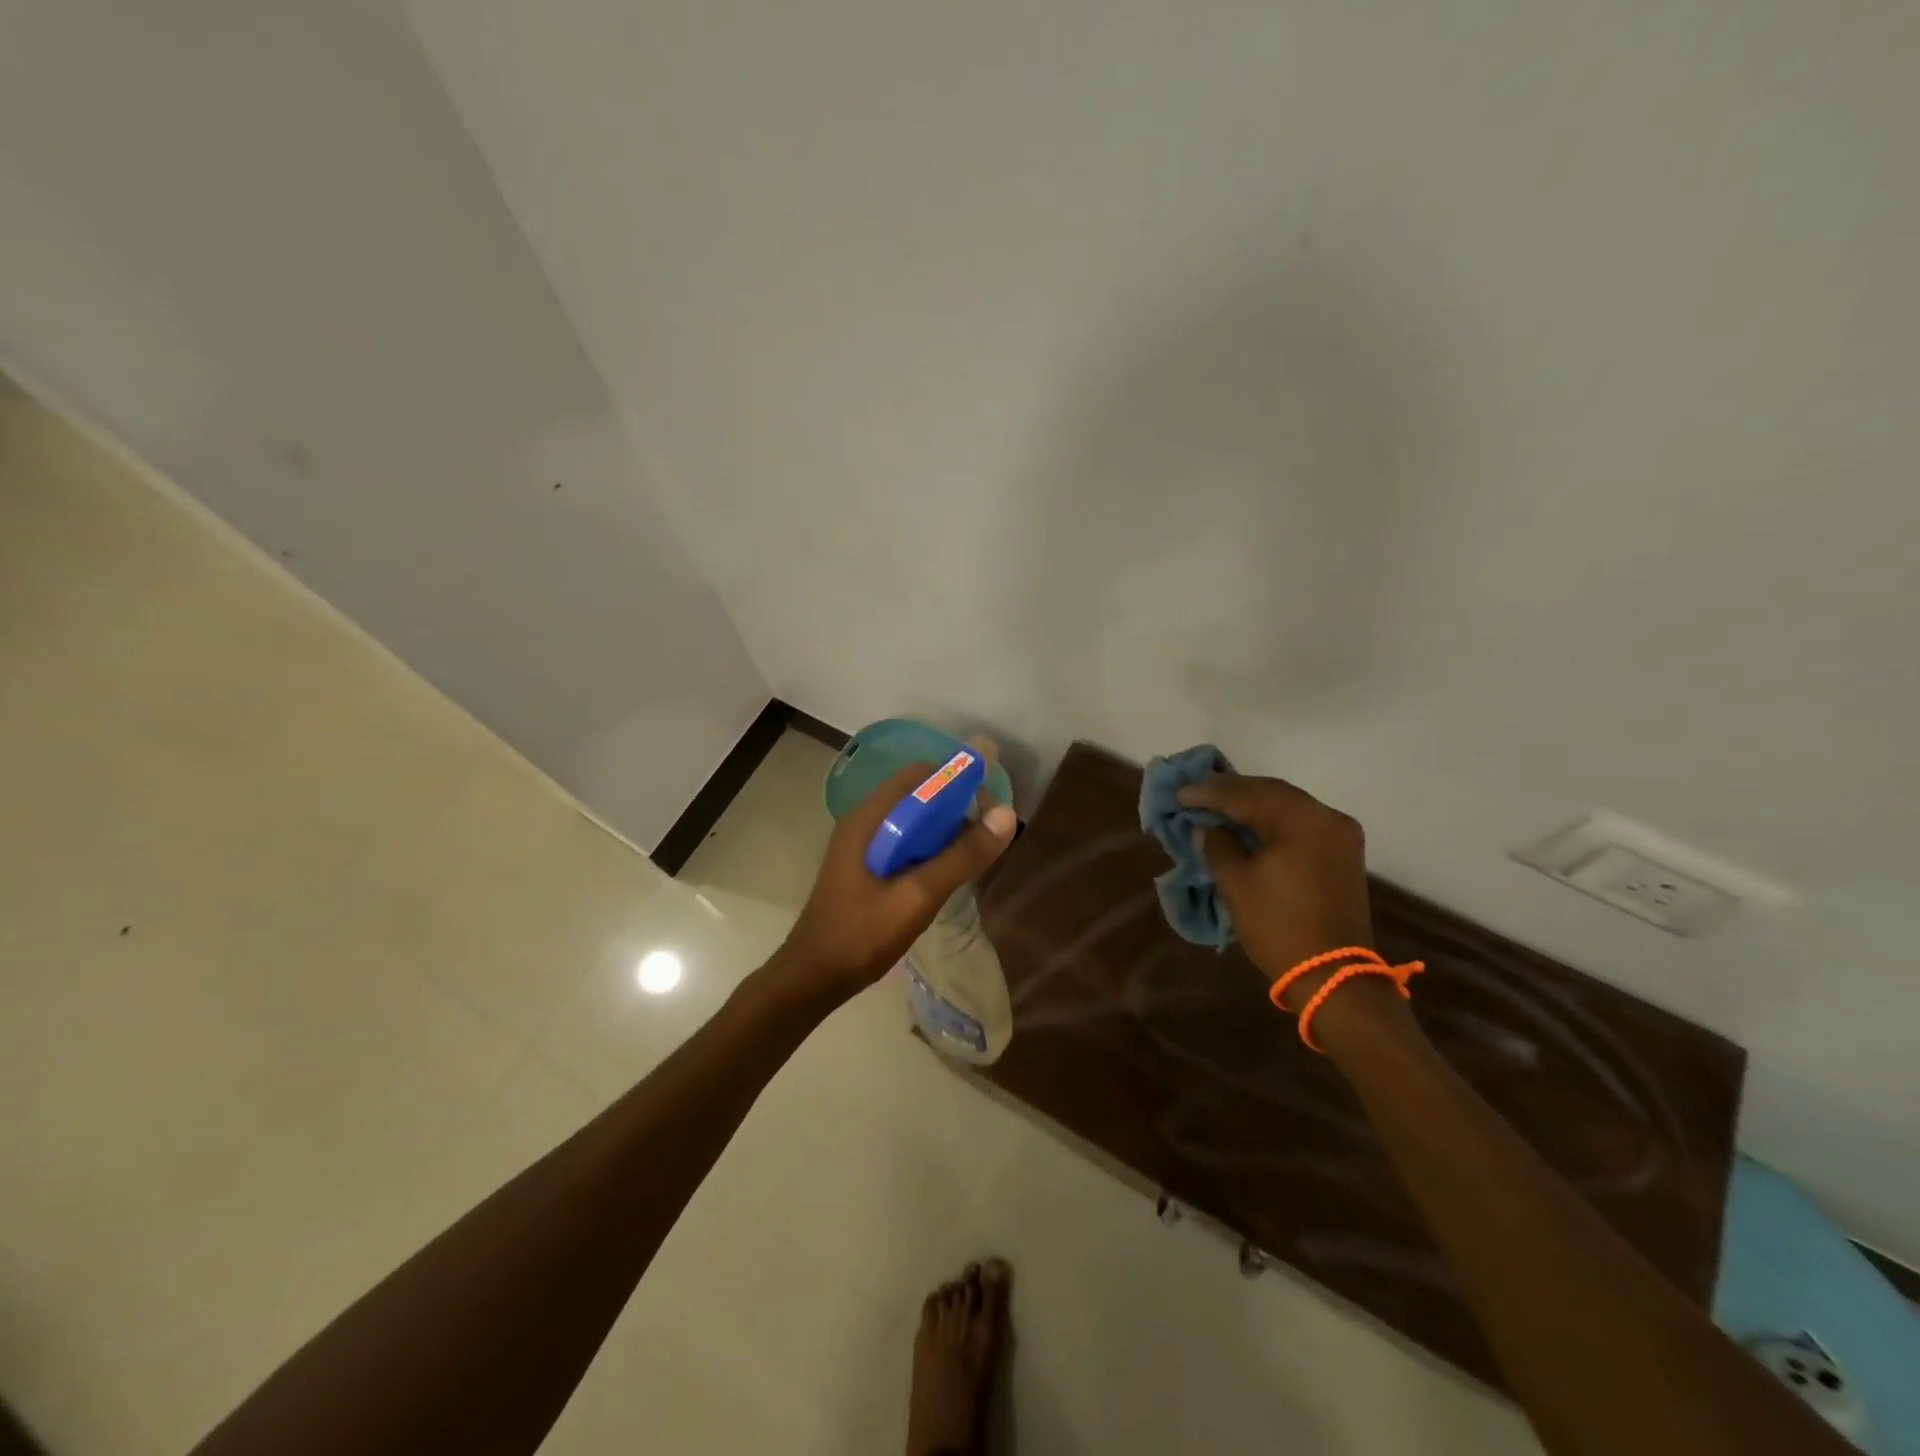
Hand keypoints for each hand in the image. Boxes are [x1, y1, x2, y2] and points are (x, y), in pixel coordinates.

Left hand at [777, 762, 1018, 997]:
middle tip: (985, 839)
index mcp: (870, 817)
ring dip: (944, 830)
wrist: (813, 977)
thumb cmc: (862, 935)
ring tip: (971, 858)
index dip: (960, 784)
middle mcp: (864, 820)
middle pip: (919, 795)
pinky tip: (945, 874)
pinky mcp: (865, 864)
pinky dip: (929, 847)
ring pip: (913, 820)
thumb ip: (961, 855)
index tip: (990, 812)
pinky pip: (904, 841)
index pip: (922, 775)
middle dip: (956, 809)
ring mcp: (862, 843)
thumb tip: (1007, 815)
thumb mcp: (918, 895)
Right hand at [1177, 774, 1374, 1010]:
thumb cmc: (1278, 926)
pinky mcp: (1342, 852)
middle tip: (1196, 792)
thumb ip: (1217, 845)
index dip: (1209, 793)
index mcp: (1302, 821)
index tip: (1180, 793)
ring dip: (1252, 803)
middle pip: (1272, 792)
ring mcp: (1340, 834)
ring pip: (1288, 805)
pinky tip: (1248, 821)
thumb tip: (1207, 827)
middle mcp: (1327, 817)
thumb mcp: (1236, 883)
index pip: (1247, 796)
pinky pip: (1301, 822)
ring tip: (1217, 803)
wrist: (1332, 975)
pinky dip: (1272, 818)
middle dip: (1232, 791)